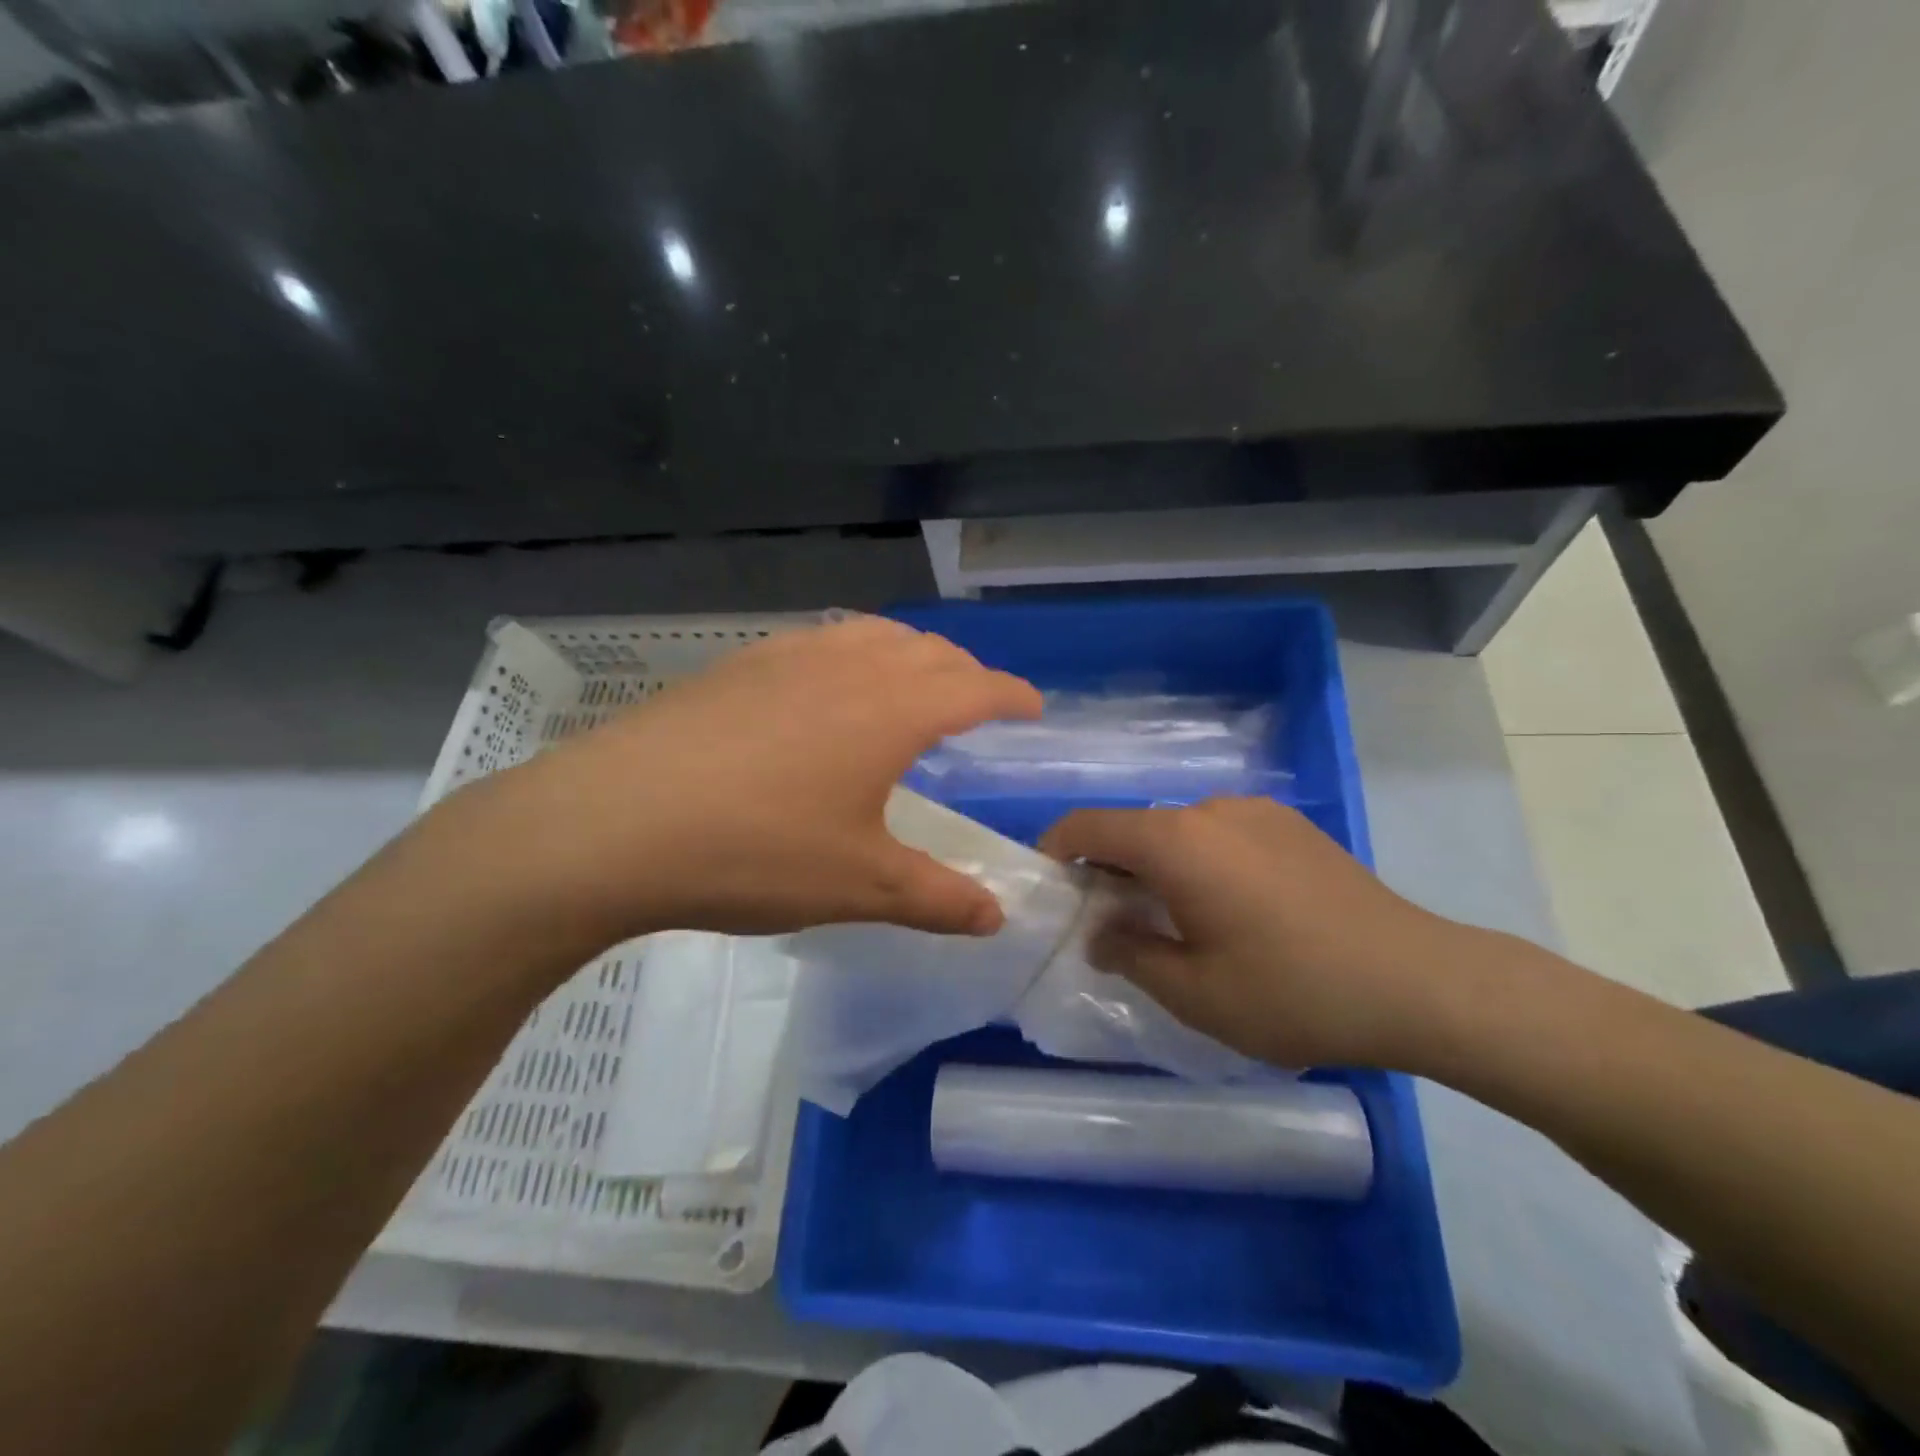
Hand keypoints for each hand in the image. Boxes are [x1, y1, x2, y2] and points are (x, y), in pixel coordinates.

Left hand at [439, 617, 1041, 943]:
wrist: (612, 825)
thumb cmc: (755, 852)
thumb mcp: (860, 886)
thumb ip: (938, 899)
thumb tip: (997, 916)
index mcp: (891, 711)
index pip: (974, 688)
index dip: (1011, 695)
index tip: (1033, 707)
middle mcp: (847, 667)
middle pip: (927, 651)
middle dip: (964, 671)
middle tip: (976, 702)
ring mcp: (786, 658)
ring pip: (870, 635)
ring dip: (907, 654)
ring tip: (910, 684)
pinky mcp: (735, 668)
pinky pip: (818, 641)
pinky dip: (850, 653)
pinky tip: (825, 689)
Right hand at [1040, 797, 1479, 1069]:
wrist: (1421, 982)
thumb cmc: (1293, 992)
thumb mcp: (1194, 992)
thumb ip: (1130, 953)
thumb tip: (1100, 933)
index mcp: (1175, 842)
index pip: (1088, 826)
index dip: (1055, 851)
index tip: (1049, 890)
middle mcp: (1209, 809)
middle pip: (1133, 828)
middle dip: (1107, 870)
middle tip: (1108, 923)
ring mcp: (1255, 811)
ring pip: (1177, 832)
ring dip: (1156, 867)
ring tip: (1173, 922)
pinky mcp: (1290, 825)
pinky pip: (1219, 834)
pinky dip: (1198, 862)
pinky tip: (1230, 911)